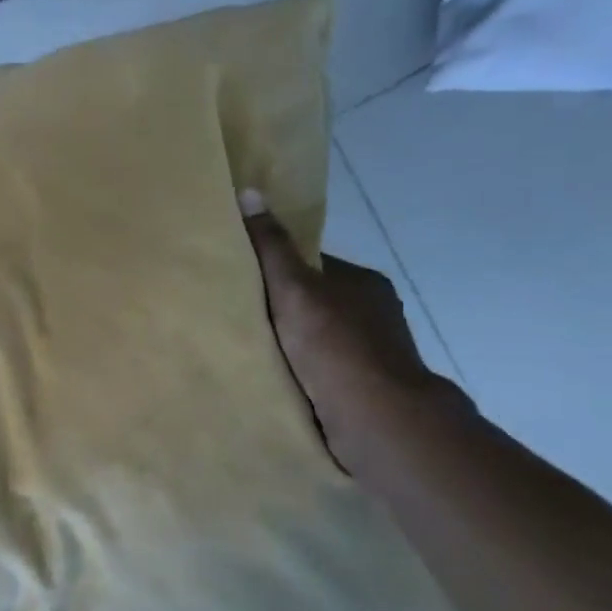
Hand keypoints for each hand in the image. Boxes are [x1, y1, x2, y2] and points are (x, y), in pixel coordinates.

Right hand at [238, 188, 457, 468]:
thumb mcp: (294, 288)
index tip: (240, 281)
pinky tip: (272, 379)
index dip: (275, 270)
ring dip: (289, 346)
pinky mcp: (363, 388)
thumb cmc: (334, 345)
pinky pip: (321, 370)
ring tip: (246, 351)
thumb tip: (249, 192)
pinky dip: (299, 372)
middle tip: (234, 318)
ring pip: (317, 340)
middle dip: (279, 311)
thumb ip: (271, 247)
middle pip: (312, 303)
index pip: (310, 265)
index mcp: (362, 282)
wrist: (377, 418)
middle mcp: (372, 313)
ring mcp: (371, 353)